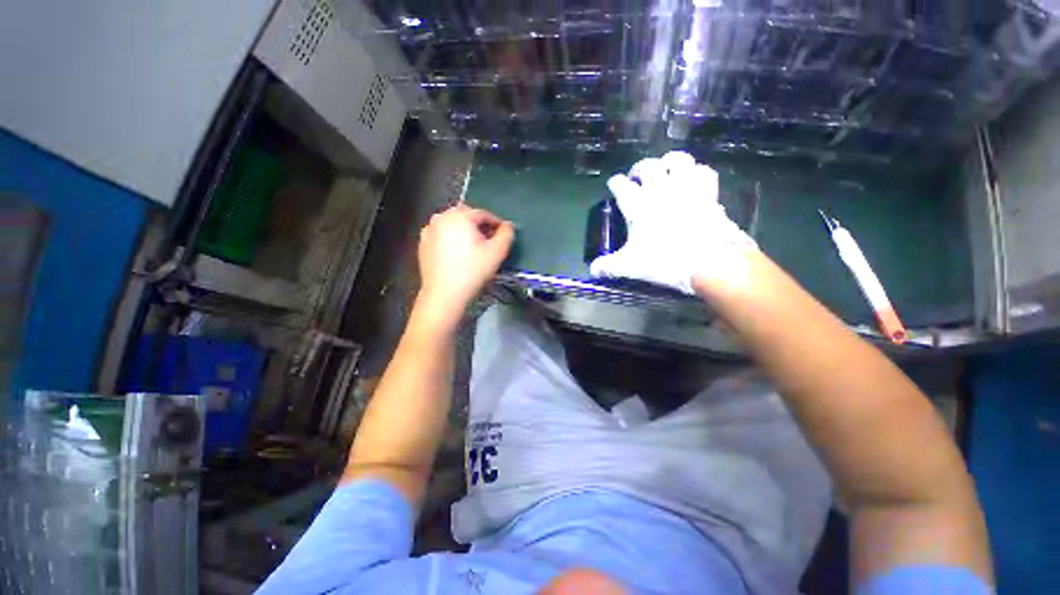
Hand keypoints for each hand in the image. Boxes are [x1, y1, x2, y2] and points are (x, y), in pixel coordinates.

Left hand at [417, 205, 513, 318]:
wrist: (444, 294)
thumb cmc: (472, 271)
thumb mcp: (497, 252)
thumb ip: (507, 234)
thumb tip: (508, 226)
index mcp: (459, 216)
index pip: (483, 214)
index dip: (496, 224)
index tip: (502, 235)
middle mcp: (441, 217)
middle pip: (467, 216)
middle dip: (479, 226)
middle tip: (488, 242)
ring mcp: (430, 230)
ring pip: (453, 225)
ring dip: (465, 232)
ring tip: (474, 249)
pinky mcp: (423, 243)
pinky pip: (442, 234)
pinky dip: (452, 239)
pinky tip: (458, 255)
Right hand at [589, 151, 756, 294]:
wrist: (708, 260)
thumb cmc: (664, 260)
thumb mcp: (630, 266)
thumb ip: (609, 266)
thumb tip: (593, 270)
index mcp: (638, 205)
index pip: (621, 186)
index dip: (616, 183)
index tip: (614, 183)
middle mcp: (660, 190)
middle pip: (647, 167)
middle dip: (639, 168)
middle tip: (637, 176)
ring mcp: (686, 187)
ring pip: (677, 160)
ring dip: (668, 162)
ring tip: (665, 169)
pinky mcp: (708, 192)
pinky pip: (703, 170)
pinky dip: (696, 171)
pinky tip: (693, 178)